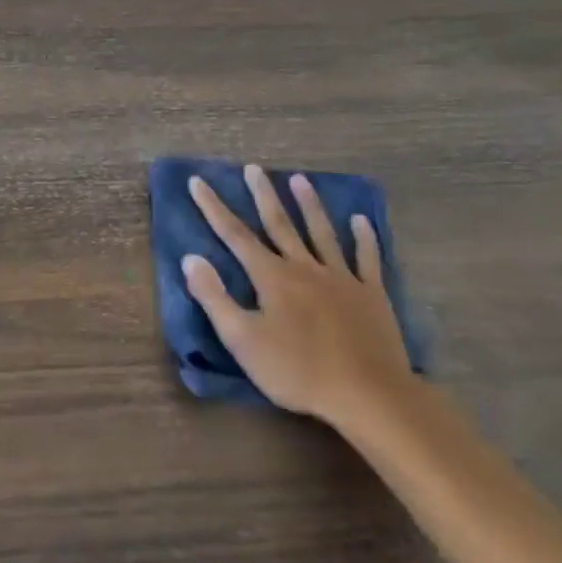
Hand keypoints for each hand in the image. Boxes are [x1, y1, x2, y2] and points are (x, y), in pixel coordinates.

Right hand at [183, 167, 412, 426]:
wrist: (368, 394)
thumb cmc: (296, 370)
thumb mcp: (242, 339)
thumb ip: (214, 297)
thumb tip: (190, 258)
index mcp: (271, 277)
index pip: (234, 235)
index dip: (213, 208)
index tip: (198, 181)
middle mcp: (304, 268)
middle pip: (279, 224)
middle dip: (263, 195)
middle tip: (253, 168)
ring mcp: (341, 278)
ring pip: (322, 233)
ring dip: (309, 205)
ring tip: (300, 179)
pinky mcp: (370, 295)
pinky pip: (367, 259)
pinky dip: (364, 238)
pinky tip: (361, 220)